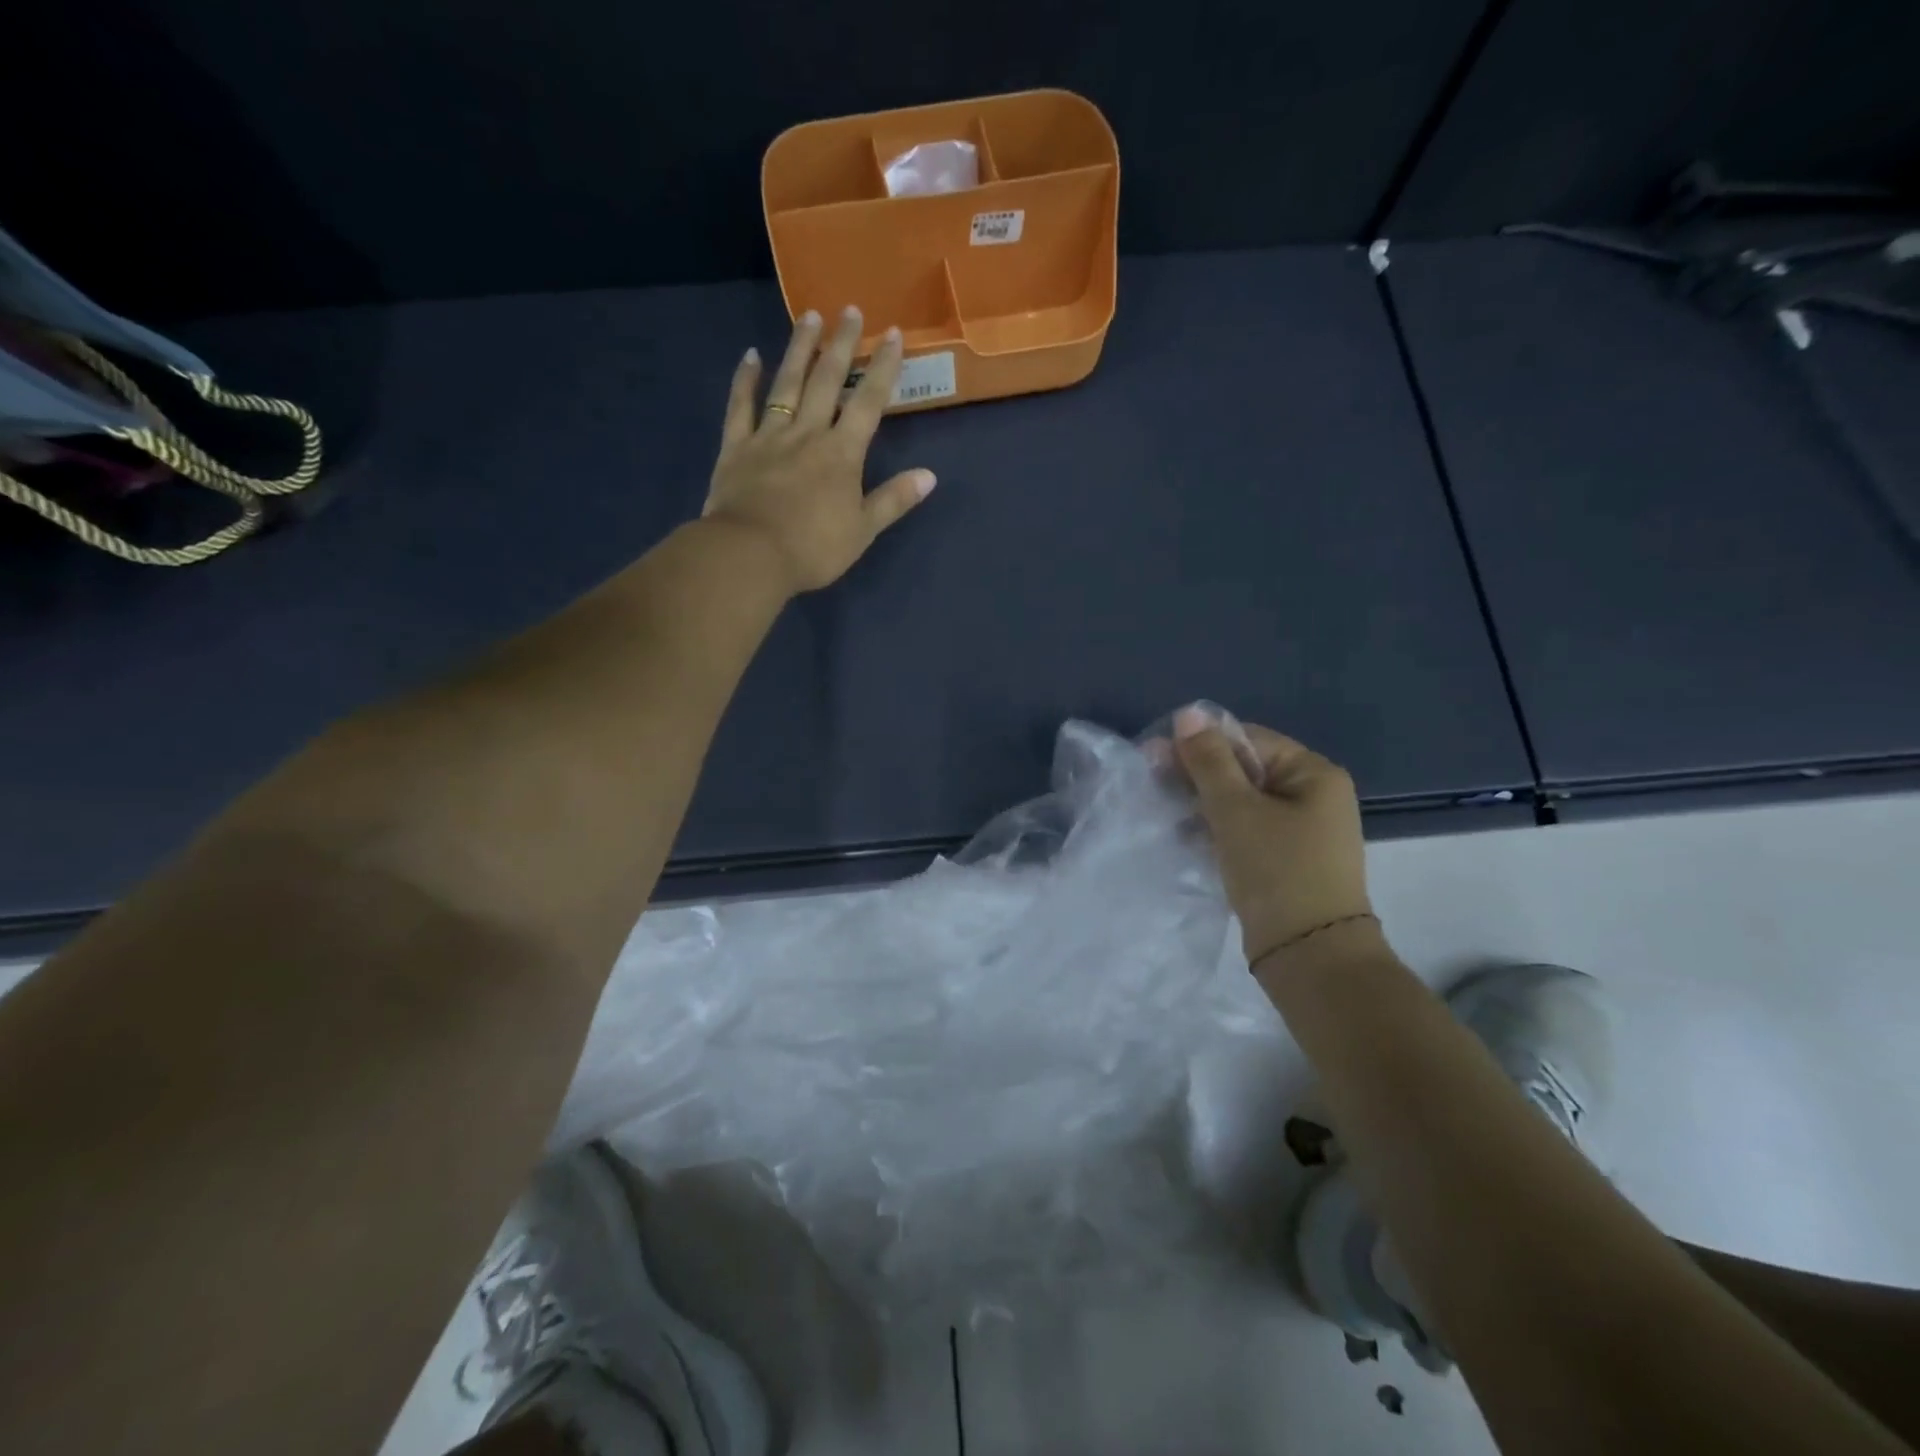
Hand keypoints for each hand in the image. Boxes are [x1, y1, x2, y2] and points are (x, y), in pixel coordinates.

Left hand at [703, 306, 936, 593]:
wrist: (751, 555)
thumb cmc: (813, 548)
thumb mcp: (863, 530)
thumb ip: (894, 500)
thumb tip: (929, 476)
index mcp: (842, 454)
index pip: (868, 403)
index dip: (882, 368)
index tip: (892, 334)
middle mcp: (808, 433)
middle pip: (827, 381)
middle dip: (842, 345)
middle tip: (850, 310)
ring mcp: (769, 436)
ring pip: (787, 383)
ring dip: (800, 349)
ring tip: (810, 317)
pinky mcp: (736, 447)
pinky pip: (741, 406)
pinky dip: (745, 380)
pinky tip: (751, 355)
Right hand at [1173, 708, 1372, 963]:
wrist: (1310, 956)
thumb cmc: (1276, 870)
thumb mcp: (1235, 809)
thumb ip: (1208, 760)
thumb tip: (1188, 713)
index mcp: (1313, 773)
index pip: (1248, 739)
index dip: (1200, 744)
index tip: (1155, 758)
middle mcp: (1314, 796)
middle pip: (1244, 769)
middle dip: (1198, 775)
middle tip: (1153, 785)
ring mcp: (1302, 831)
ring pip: (1242, 802)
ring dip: (1203, 804)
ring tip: (1165, 814)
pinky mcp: (1287, 860)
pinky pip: (1246, 830)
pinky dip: (1217, 829)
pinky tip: (1186, 837)